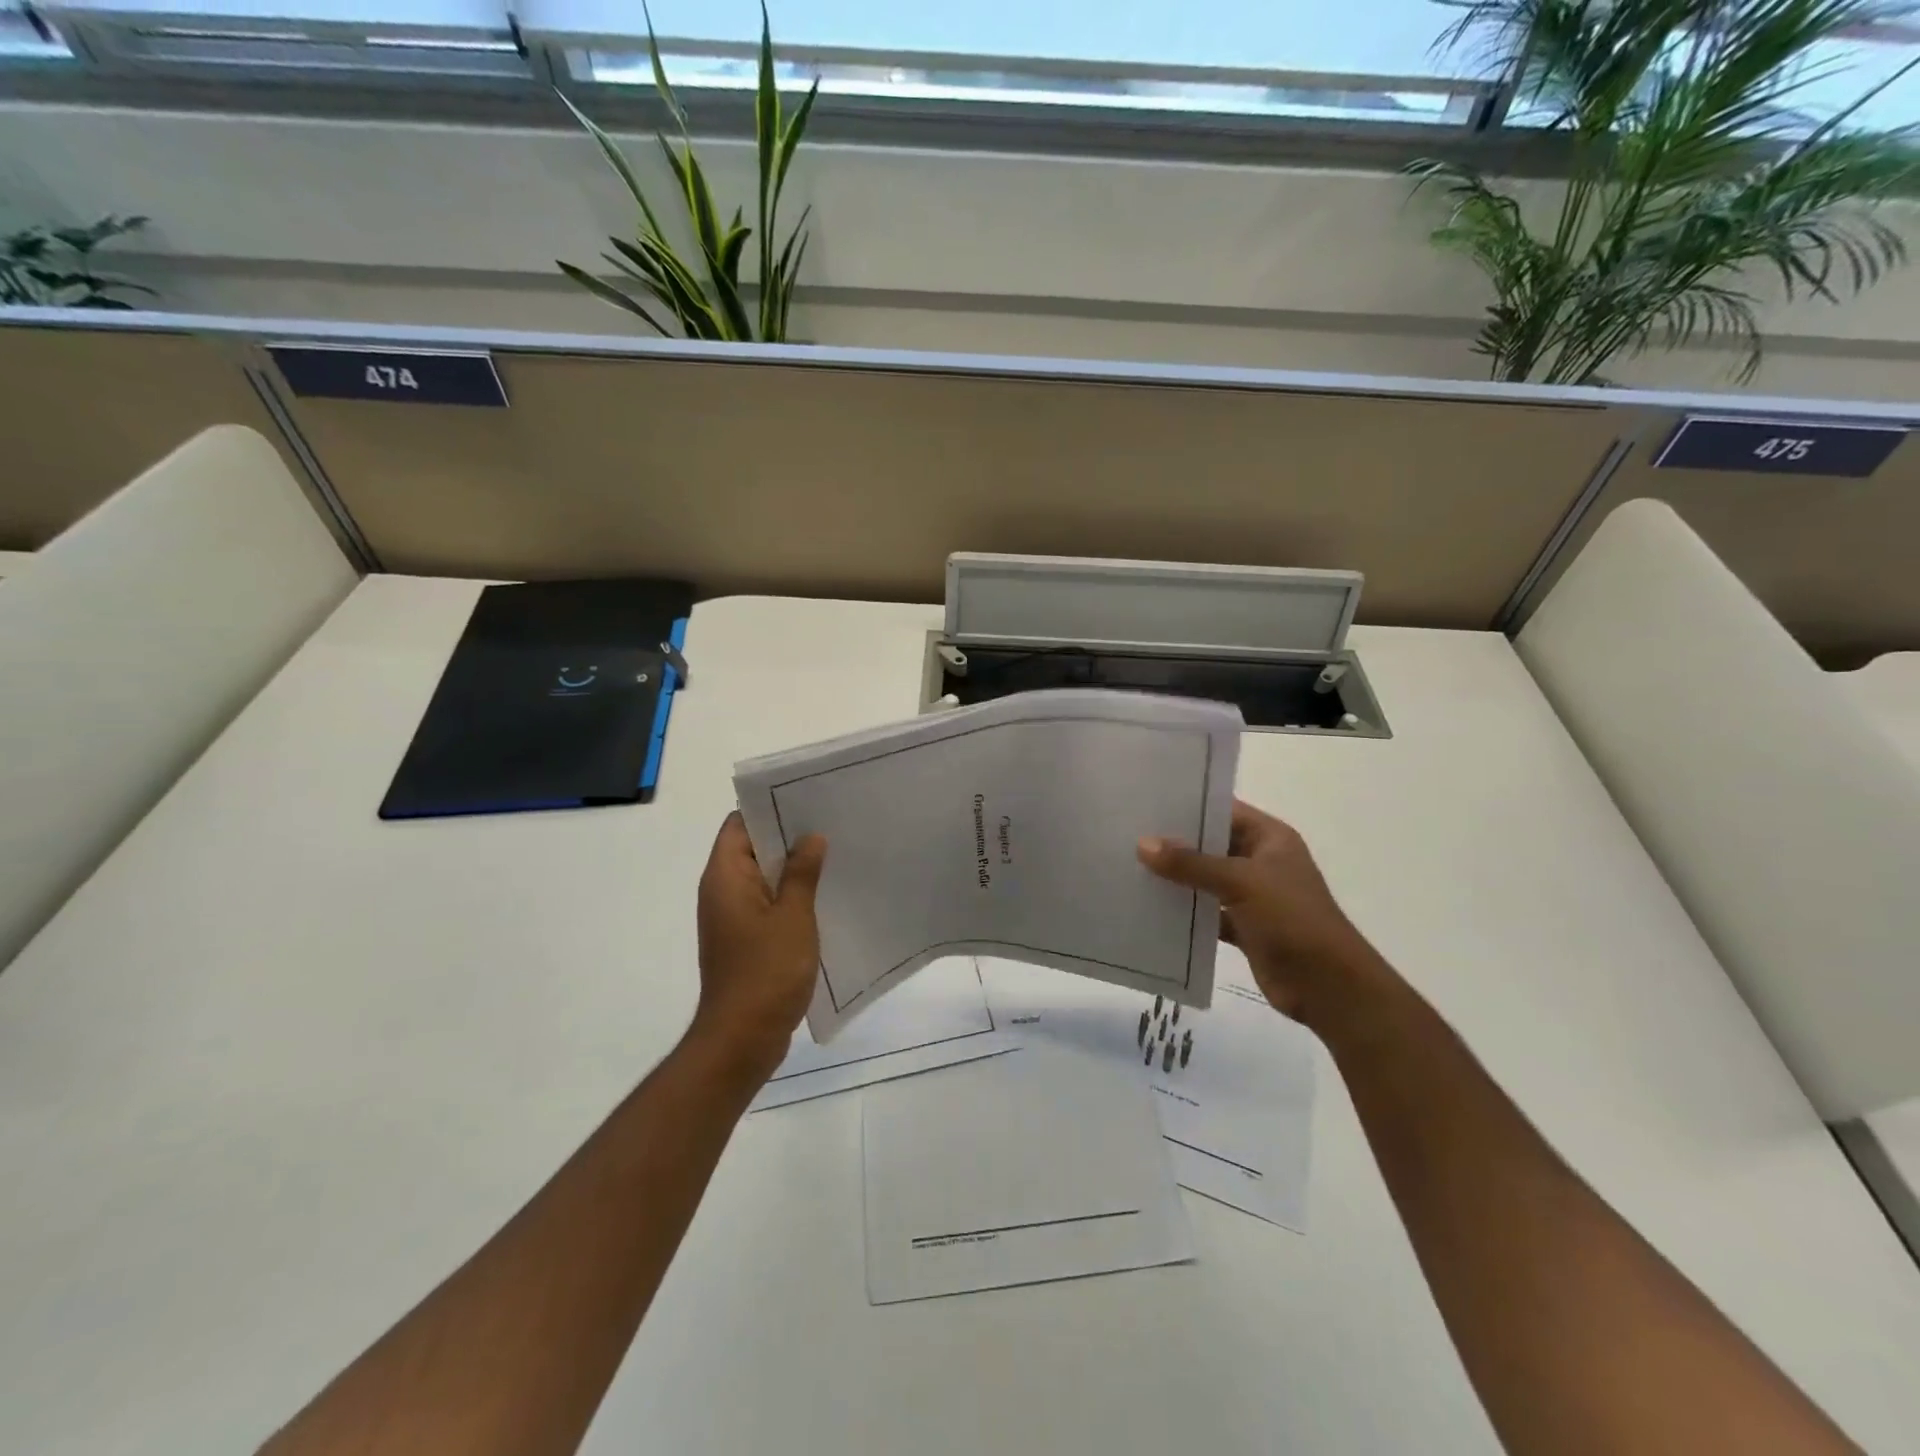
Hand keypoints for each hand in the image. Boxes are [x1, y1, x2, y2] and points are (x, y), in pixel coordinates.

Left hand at [689, 813, 827, 1080]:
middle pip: (751, 848)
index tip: (807, 801)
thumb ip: (802, 873)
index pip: (739, 824)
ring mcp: (732, 917)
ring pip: (763, 877)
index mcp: (725, 877)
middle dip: (788, 837)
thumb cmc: (766, 972)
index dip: (769, 808)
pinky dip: (790, 896)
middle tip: (831, 824)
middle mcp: (722, 891)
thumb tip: (810, 837)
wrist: (741, 1039)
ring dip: (793, 868)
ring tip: (835, 855)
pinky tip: (825, 896)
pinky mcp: (744, 940)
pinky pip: (767, 904)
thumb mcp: (793, 916)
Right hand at [1138, 799, 1374, 1019]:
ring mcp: (1252, 896)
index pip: (1224, 810)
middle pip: (1211, 845)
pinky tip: (1150, 909)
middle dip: (1174, 843)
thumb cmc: (1292, 919)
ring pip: (1206, 880)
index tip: (1147, 801)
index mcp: (1270, 839)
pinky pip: (1207, 913)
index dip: (1189, 805)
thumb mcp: (1241, 882)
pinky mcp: (1244, 928)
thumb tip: (1143, 844)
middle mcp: (1261, 861)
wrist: (1328, 987)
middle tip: (1127, 833)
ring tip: (1129, 867)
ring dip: (1176, 879)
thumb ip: (1191, 863)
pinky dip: (1185, 913)